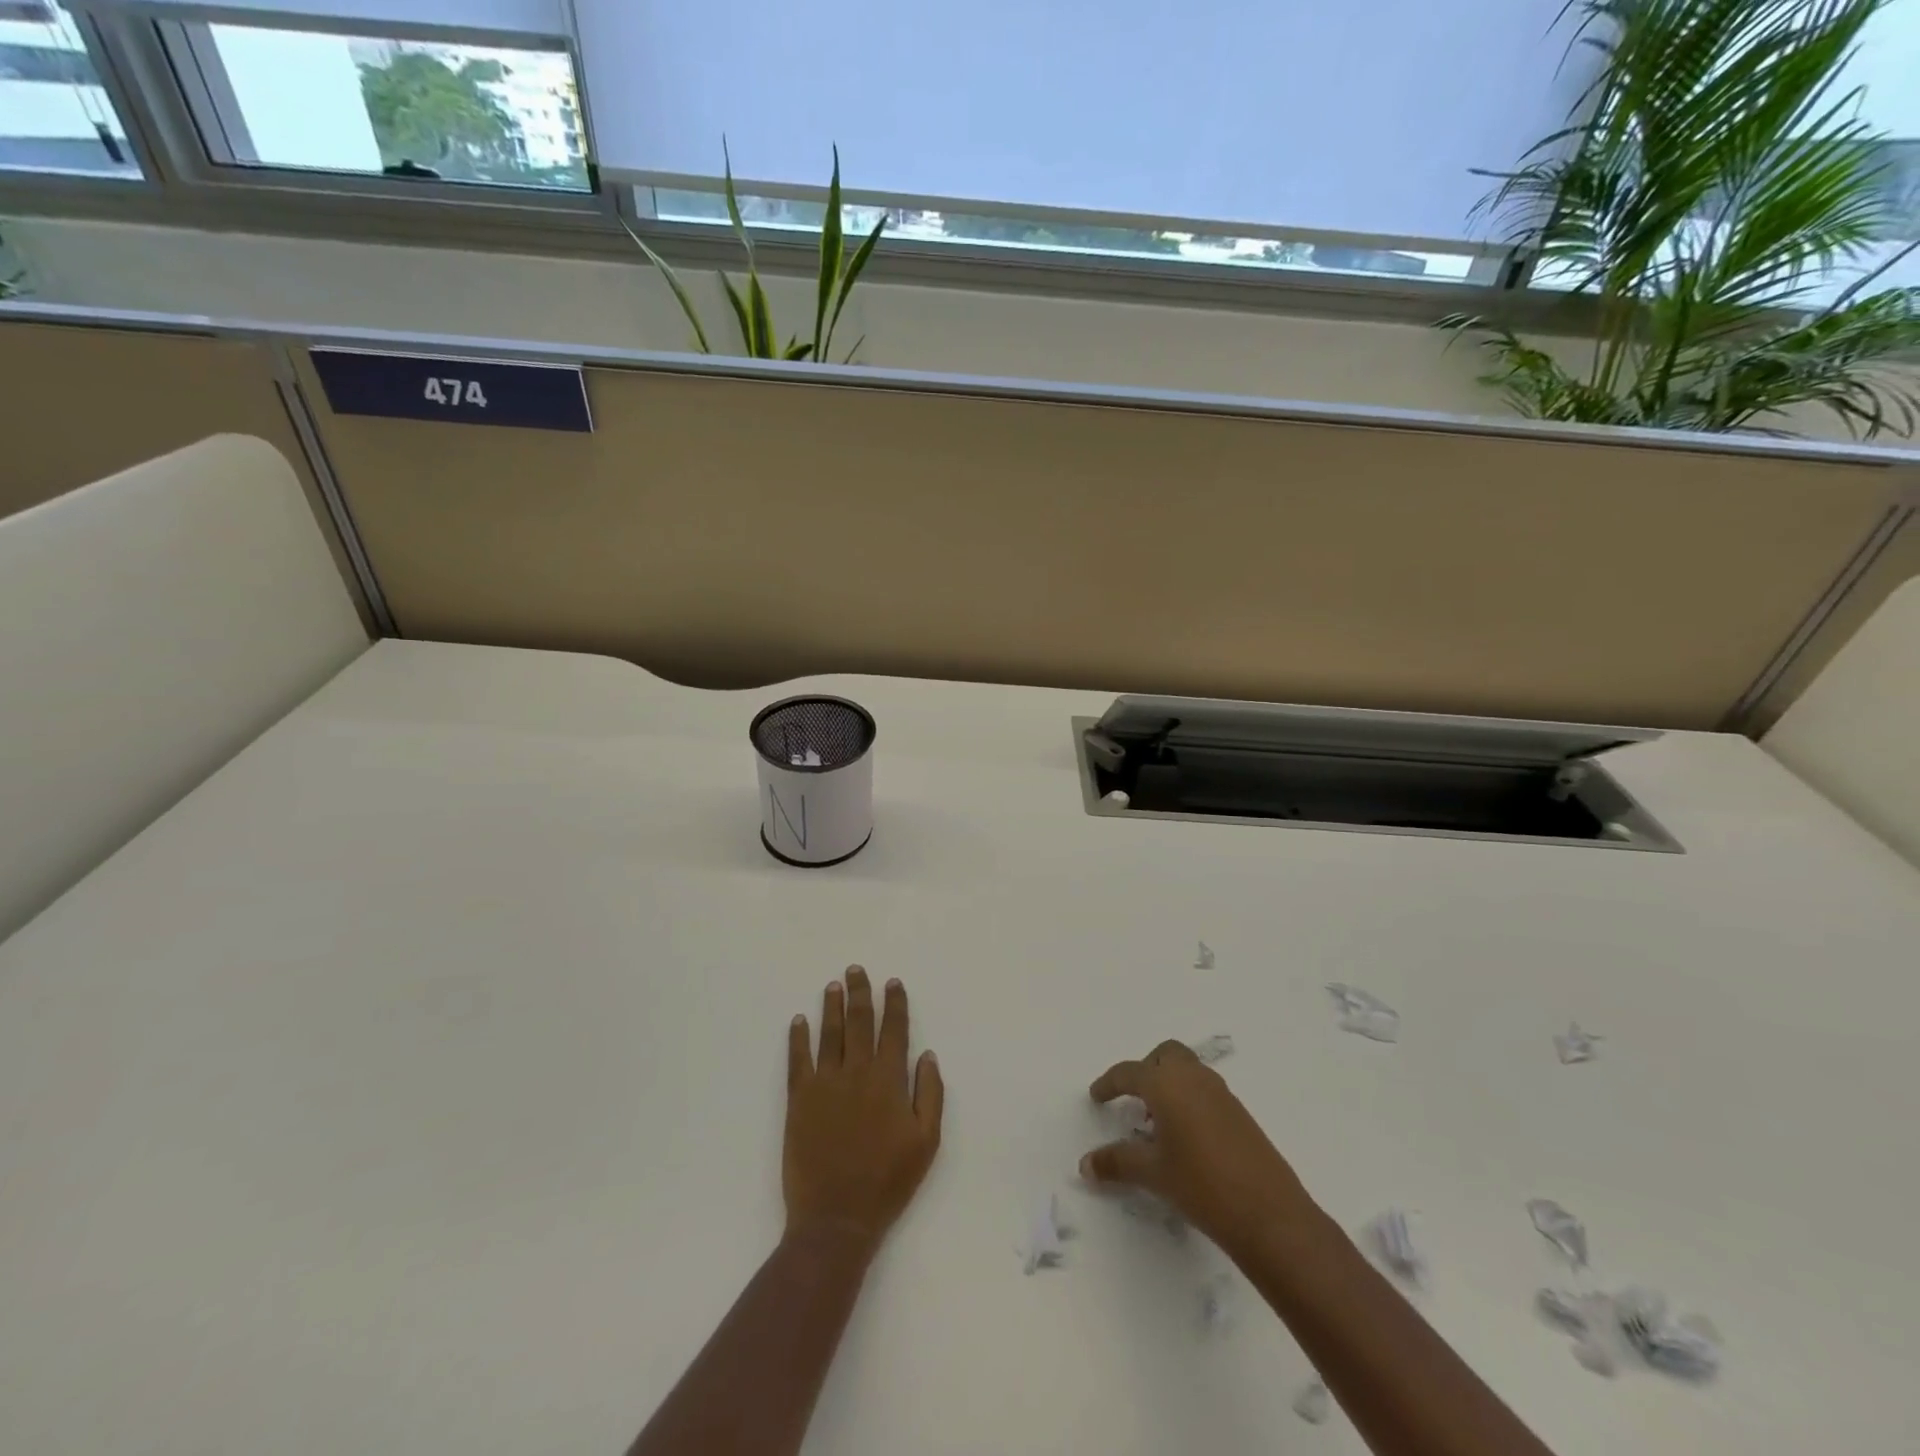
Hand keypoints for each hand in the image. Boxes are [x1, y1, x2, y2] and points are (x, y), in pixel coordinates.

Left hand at [784, 967, 943, 1252]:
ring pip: (829, 1034)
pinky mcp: (799, 1100)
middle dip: (860, 993)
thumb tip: (927, 1055)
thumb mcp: (926, 1142)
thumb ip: (930, 1094)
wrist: (837, 1218)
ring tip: (833, 985)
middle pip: (859, 1022)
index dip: (894, 1004)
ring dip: (831, 1006)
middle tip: (856, 970)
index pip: (894, 1030)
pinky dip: (798, 1038)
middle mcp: (857, 1072)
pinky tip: (799, 1021)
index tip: (892, 983)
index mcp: (889, 1080)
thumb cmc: (888, 1182)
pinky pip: (798, 1060)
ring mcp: (825, 1083)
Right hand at [1081, 1039, 1310, 1255]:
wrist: (1270, 1215)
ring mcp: (1222, 1094)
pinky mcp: (1240, 1114)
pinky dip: (1188, 1098)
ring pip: (1188, 1070)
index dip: (1109, 1084)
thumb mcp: (1153, 1174)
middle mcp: (1194, 1078)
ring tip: (1157, 1120)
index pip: (1129, 1072)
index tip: (1096, 1096)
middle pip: (1165, 1055)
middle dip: (1145, 1069)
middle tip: (1132, 1098)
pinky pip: (1205, 1090)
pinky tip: (1185, 1136)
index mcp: (1167, 1084)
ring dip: (1169, 1082)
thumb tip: (1085, 1164)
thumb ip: (1117, 1162)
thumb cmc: (1201, 1185)